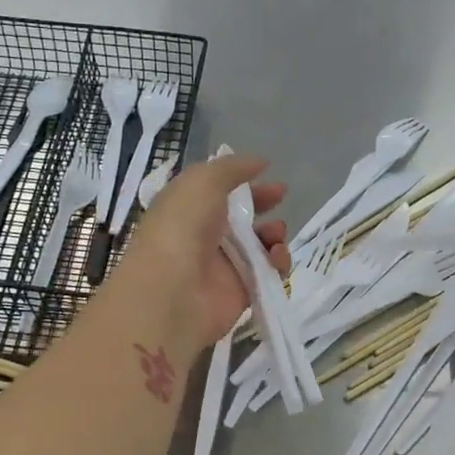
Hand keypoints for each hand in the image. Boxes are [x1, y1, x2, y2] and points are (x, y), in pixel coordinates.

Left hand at [119, 154, 288, 348]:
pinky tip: (277, 257)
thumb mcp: (203, 181)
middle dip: (264, 205)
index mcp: (188, 207)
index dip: (245, 182)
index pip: (220, 190)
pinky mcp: (241, 291)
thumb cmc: (182, 227)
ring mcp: (223, 265)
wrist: (173, 291)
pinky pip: (268, 273)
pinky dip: (278, 263)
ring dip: (274, 234)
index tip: (270, 175)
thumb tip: (260, 163)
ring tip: (276, 234)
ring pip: (259, 245)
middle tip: (281, 198)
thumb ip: (232, 168)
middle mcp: (204, 235)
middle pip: (242, 217)